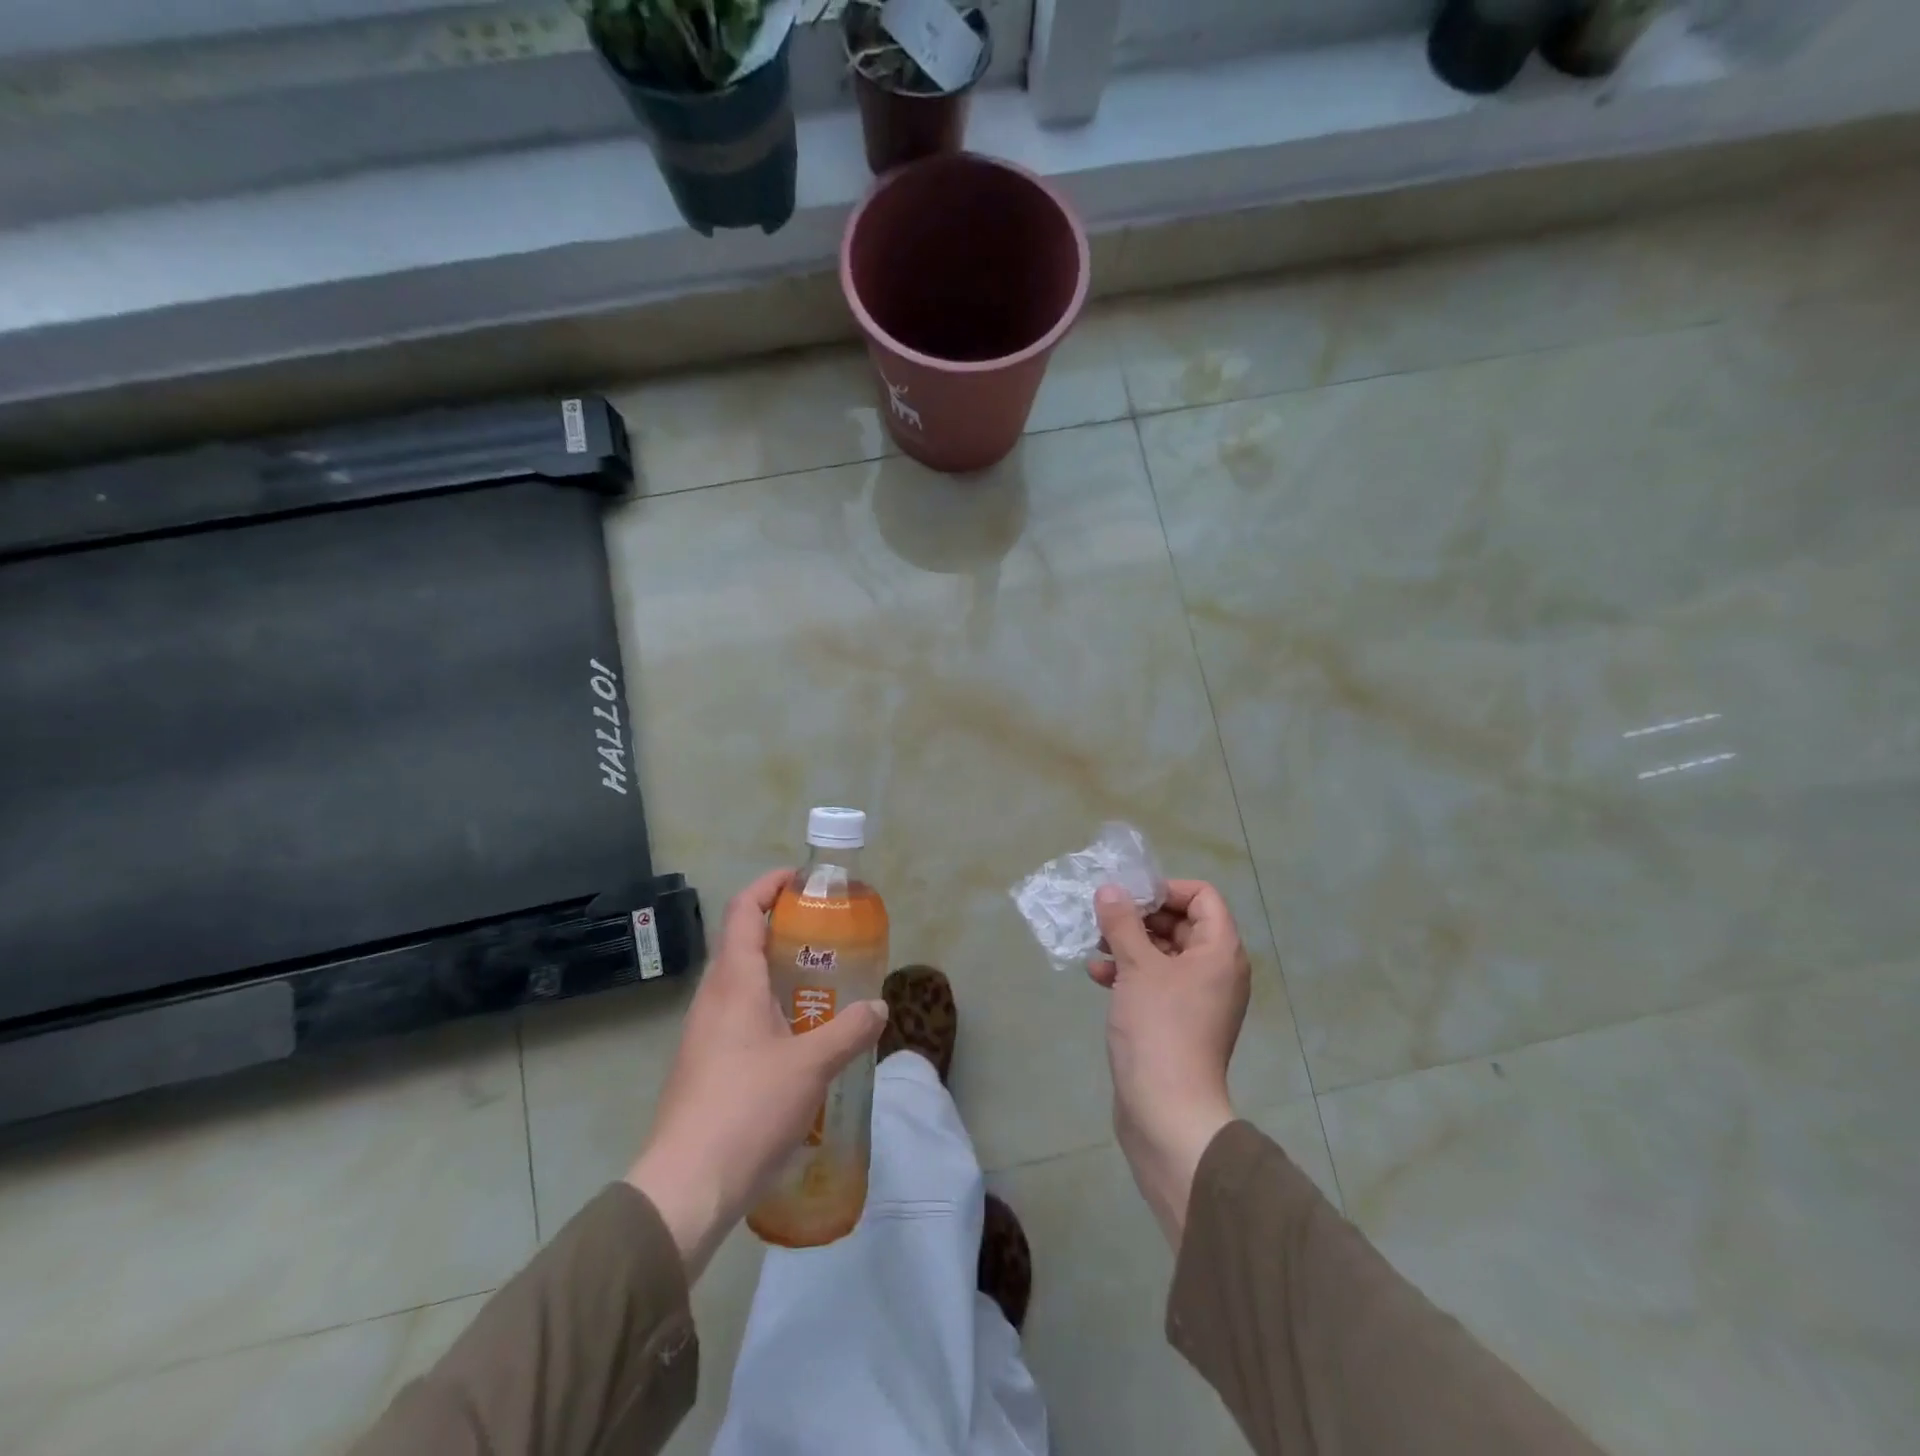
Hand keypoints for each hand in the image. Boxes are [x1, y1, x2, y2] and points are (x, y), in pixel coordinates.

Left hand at [625, 867, 887, 1280]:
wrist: (687, 1186)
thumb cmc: (747, 1109)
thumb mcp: (811, 1065)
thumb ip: (849, 1031)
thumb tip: (879, 1007)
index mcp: (733, 983)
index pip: (744, 911)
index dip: (769, 886)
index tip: (803, 879)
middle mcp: (714, 998)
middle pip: (743, 942)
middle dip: (783, 928)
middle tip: (827, 934)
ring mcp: (705, 1033)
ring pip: (742, 982)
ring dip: (777, 970)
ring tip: (821, 981)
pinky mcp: (706, 1064)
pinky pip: (740, 1015)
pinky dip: (770, 1006)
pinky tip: (800, 1035)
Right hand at [1089, 880, 1249, 1246]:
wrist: (1167, 1112)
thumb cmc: (1159, 1028)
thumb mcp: (1137, 967)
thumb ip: (1122, 922)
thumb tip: (1110, 889)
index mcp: (1219, 951)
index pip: (1203, 897)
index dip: (1166, 890)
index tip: (1130, 897)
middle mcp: (1216, 970)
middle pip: (1181, 923)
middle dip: (1140, 917)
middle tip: (1105, 917)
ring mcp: (1198, 998)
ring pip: (1164, 953)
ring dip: (1129, 944)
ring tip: (1096, 945)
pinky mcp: (1178, 1021)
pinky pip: (1156, 982)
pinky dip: (1130, 973)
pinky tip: (1098, 975)